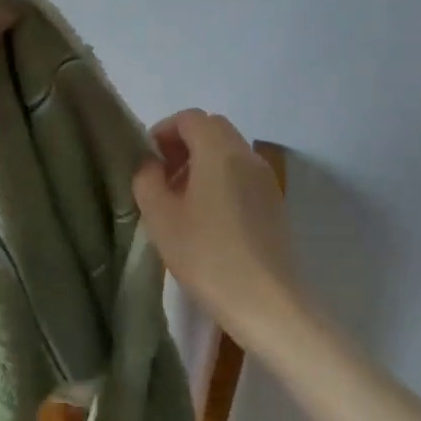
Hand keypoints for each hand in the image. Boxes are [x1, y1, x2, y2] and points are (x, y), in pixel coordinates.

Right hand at [132, 109, 301, 348]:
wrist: (265, 302)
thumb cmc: (207, 255)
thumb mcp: (160, 217)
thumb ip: (147, 180)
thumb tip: (151, 166)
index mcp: (219, 152)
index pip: (190, 118)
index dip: (163, 131)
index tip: (147, 160)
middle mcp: (247, 156)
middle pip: (212, 130)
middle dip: (183, 144)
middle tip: (162, 176)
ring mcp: (265, 180)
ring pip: (229, 152)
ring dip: (202, 162)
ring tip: (181, 199)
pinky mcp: (274, 204)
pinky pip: (242, 174)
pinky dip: (221, 179)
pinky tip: (207, 218)